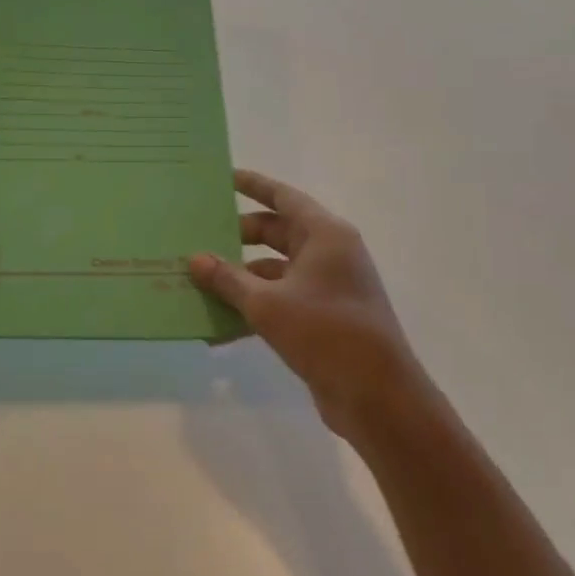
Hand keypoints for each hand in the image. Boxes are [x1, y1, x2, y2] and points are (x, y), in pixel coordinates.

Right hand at [190, 169, 427, 439]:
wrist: (378, 397)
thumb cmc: (325, 332)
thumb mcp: (267, 304)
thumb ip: (228, 279)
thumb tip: (195, 259)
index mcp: (325, 234)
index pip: (283, 197)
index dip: (253, 185)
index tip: (224, 178)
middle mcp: (330, 253)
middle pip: (277, 233)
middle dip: (238, 237)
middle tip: (200, 238)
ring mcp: (329, 287)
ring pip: (276, 270)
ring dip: (241, 278)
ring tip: (200, 283)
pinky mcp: (324, 318)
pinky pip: (281, 301)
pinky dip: (254, 309)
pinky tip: (219, 328)